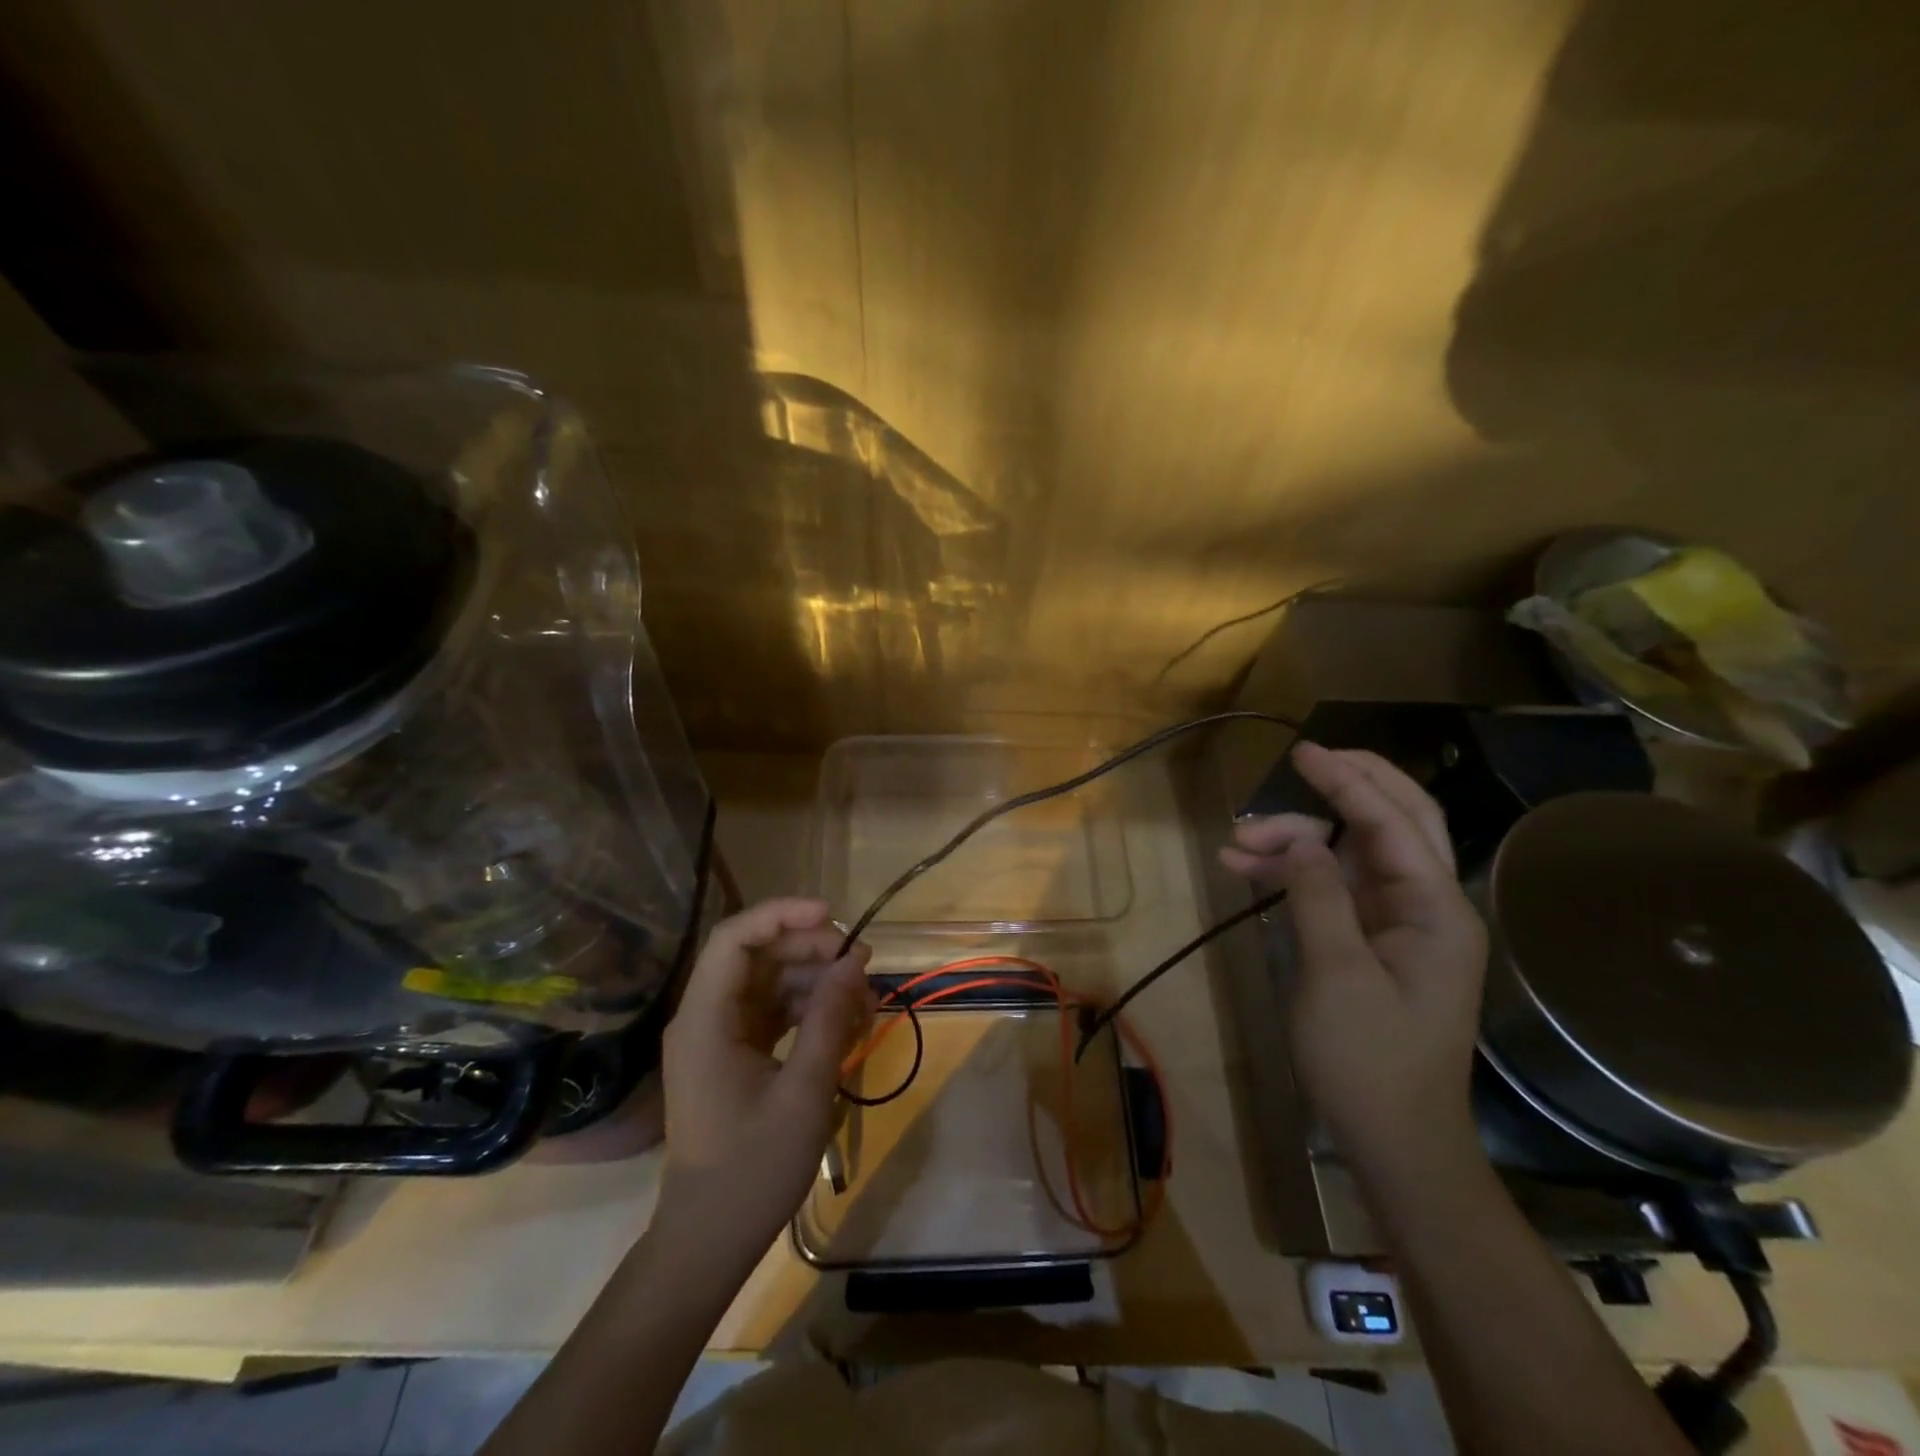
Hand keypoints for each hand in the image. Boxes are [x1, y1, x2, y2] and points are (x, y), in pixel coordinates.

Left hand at [656, 898, 872, 1262]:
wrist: (709, 1241)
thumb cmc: (752, 1170)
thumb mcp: (804, 1092)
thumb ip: (828, 1019)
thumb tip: (854, 961)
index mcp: (705, 1019)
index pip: (735, 938)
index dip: (782, 916)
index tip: (833, 918)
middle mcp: (706, 1016)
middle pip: (757, 954)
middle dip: (811, 950)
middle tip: (861, 963)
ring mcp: (719, 1035)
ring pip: (770, 980)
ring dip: (817, 981)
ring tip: (864, 1000)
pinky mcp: (735, 1053)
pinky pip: (773, 1011)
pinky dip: (809, 1009)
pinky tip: (845, 1025)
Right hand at [1220, 743, 1487, 1178]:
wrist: (1394, 1141)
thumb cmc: (1369, 1061)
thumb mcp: (1336, 974)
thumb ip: (1318, 896)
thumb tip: (1302, 840)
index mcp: (1435, 910)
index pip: (1393, 823)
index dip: (1348, 780)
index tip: (1303, 751)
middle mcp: (1424, 904)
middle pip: (1392, 822)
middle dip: (1346, 787)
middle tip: (1300, 762)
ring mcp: (1397, 922)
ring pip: (1350, 852)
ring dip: (1296, 841)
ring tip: (1235, 846)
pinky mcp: (1369, 940)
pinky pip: (1331, 887)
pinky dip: (1291, 874)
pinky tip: (1244, 872)